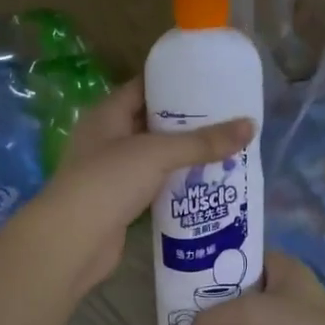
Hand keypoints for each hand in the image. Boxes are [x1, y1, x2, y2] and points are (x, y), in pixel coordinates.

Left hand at [34, 78, 252, 295]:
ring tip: (225, 149)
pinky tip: (205, 184)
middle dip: (187, 123)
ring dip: (184, 156)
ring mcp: (112, 173)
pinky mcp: (120, 203)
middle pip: (152, 123)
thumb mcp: (157, 154)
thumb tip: (250, 126)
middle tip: (227, 119)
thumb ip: (203, 142)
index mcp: (107, 115)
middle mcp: (107, 139)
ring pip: (155, 157)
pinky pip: (154, 185)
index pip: (143, 88)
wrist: (73, 241)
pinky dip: (176, 184)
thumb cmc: (108, 182)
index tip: (211, 83)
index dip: (174, 84)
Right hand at [177, 252, 324, 324]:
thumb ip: (207, 324)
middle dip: (214, 300)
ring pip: (249, 321)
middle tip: (181, 311)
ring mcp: (292, 322)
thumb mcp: (245, 313)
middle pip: (241, 290)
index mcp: (283, 266)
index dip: (213, 263)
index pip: (241, 256)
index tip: (183, 276)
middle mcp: (288, 290)